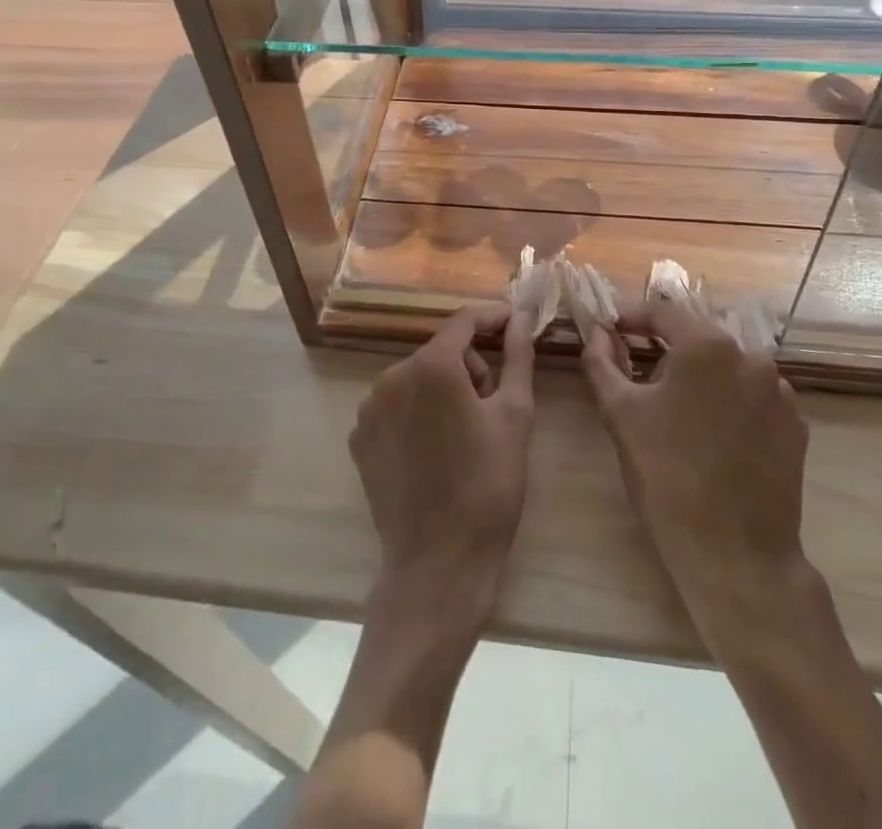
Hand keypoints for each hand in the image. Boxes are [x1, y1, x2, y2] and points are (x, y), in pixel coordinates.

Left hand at [351, 304, 536, 615]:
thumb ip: (517, 356)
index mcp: (432, 366)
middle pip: (441, 351)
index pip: (464, 321)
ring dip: (444, 390)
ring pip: (418, 378)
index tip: (515, 324)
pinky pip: (396, 406)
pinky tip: (435, 451)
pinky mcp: (360, 438)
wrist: (438, 563)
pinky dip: (418, 414)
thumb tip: (521, 317)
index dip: (493, 319)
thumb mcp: (515, 415)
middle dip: (471, 367)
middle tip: (493, 407)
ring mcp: (370, 408)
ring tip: (466, 435)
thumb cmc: (488, 485)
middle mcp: (393, 376)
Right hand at [577, 298, 814, 637]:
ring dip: (699, 375)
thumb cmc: (667, 477)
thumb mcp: (621, 414)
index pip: (662, 312)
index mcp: (708, 345)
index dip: (632, 319)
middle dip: (665, 347)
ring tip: (675, 410)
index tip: (610, 332)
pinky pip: (752, 396)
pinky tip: (711, 435)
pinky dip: (728, 401)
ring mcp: (780, 391)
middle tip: (636, 372)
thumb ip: (602, 362)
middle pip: (697, 336)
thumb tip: (595, 332)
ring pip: (727, 366)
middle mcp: (751, 356)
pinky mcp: (795, 425)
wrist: (736, 556)